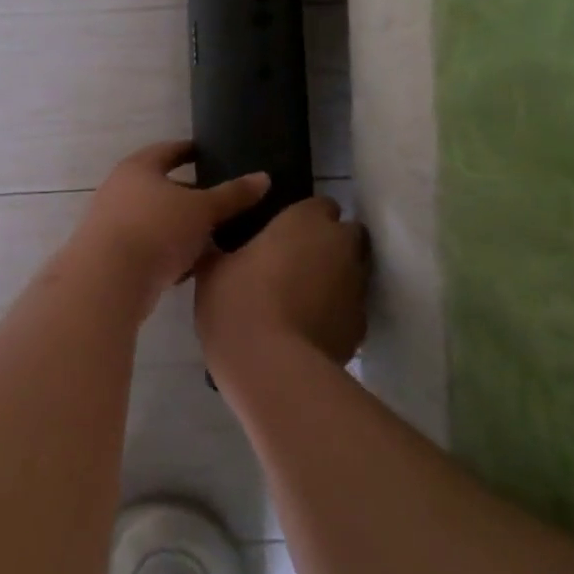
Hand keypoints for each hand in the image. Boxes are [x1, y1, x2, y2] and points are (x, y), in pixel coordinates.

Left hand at [71, 141, 270, 291]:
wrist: (108, 280)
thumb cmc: (156, 229)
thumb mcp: (202, 210)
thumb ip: (232, 195)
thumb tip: (263, 177)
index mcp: (138, 168)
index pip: (167, 151)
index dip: (188, 151)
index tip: (207, 153)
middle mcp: (119, 190)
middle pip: (160, 188)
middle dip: (189, 196)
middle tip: (219, 202)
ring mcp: (112, 224)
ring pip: (155, 221)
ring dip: (180, 229)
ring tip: (213, 238)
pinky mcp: (112, 256)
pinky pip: (148, 248)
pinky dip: (169, 254)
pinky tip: (192, 268)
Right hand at [195, 196, 368, 368]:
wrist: (272, 368)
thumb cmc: (237, 303)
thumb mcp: (212, 270)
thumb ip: (221, 249)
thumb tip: (215, 245)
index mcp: (305, 220)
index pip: (319, 205)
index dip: (303, 219)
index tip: (281, 234)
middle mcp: (341, 245)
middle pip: (346, 235)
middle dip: (328, 244)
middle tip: (295, 262)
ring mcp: (357, 287)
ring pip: (352, 273)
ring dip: (334, 279)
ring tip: (300, 299)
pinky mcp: (361, 326)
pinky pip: (349, 310)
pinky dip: (335, 313)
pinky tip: (308, 329)